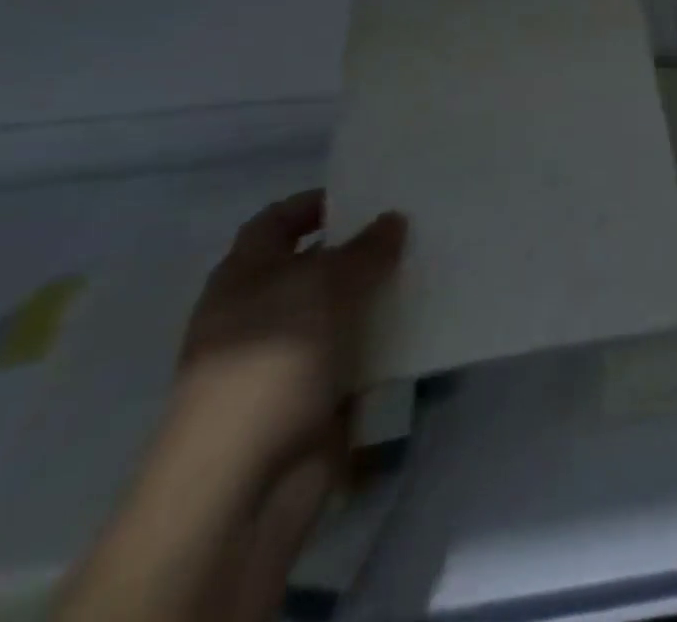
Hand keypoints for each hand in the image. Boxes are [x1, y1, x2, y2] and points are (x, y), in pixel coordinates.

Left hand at [173, 191, 405, 477]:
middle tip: (416, 223)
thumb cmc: (270, 362)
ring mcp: (289, 356)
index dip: (316, 203)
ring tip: (433, 263)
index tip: (367, 192)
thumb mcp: (323, 286)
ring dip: (381, 290)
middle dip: (362, 245)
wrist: (243, 484)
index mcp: (244, 277)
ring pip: (343, 307)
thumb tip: (393, 219)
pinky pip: (360, 349)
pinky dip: (388, 335)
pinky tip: (428, 317)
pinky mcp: (317, 393)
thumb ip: (365, 249)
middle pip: (316, 263)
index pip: (276, 222)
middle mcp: (262, 311)